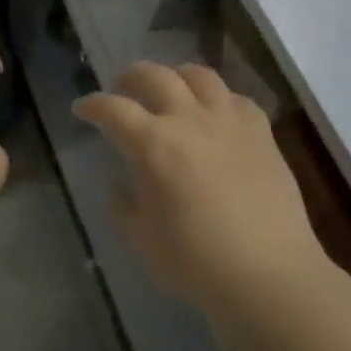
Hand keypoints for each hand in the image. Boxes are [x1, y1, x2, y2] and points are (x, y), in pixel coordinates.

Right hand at [74, 62, 331, 320]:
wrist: (269, 274)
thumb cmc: (196, 262)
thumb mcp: (142, 239)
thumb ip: (124, 206)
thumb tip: (122, 186)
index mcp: (154, 144)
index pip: (113, 109)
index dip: (92, 105)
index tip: (82, 108)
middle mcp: (190, 120)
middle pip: (155, 76)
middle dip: (131, 77)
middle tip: (122, 88)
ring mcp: (231, 121)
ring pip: (199, 75)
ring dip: (176, 76)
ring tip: (170, 88)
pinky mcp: (262, 133)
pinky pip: (236, 98)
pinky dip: (217, 98)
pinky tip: (215, 114)